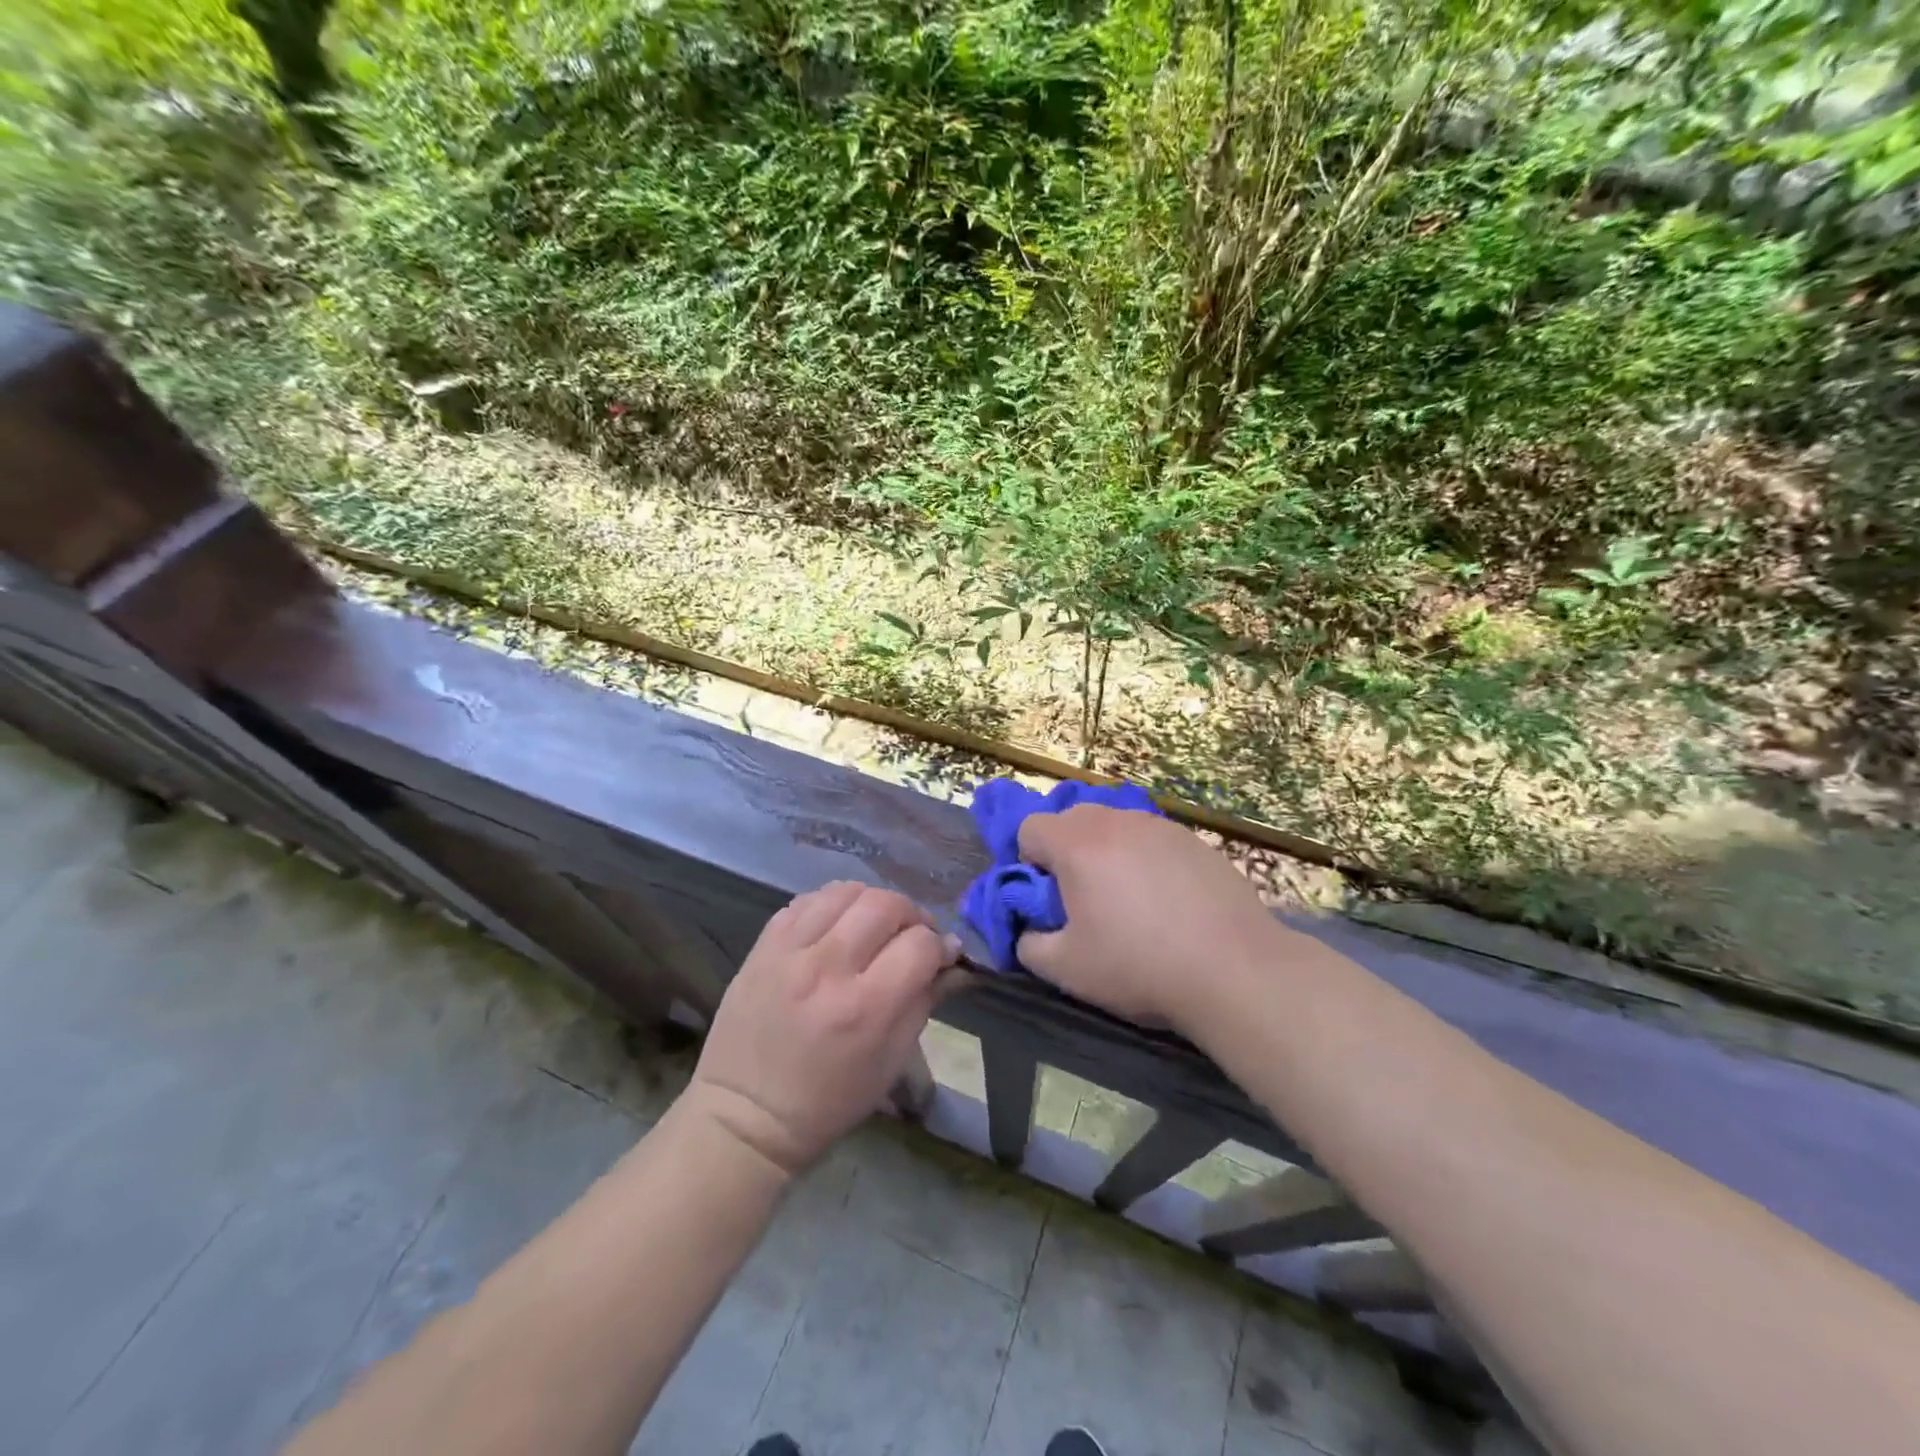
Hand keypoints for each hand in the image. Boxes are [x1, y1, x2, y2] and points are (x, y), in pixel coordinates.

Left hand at [687, 881, 959, 1176]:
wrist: (745, 1115)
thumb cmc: (828, 1101)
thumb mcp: (891, 1061)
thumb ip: (925, 1000)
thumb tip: (952, 957)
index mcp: (866, 1008)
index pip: (920, 944)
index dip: (940, 946)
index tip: (942, 956)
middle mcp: (828, 968)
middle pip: (885, 905)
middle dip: (911, 915)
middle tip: (911, 936)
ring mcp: (790, 952)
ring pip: (845, 891)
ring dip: (871, 903)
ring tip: (873, 926)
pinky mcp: (762, 946)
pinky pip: (806, 900)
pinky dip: (831, 905)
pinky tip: (836, 927)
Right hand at [1016, 806, 1282, 1033]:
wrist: (1235, 970)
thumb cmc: (1139, 965)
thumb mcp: (1066, 969)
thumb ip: (1029, 945)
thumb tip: (1030, 931)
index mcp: (1077, 843)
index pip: (1030, 827)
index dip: (1029, 863)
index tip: (1049, 900)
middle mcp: (1116, 821)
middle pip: (1071, 819)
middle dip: (1066, 853)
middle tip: (1084, 900)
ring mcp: (1160, 826)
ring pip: (1115, 827)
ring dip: (1107, 854)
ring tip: (1129, 902)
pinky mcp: (1195, 840)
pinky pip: (1152, 840)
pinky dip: (1146, 861)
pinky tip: (1168, 903)